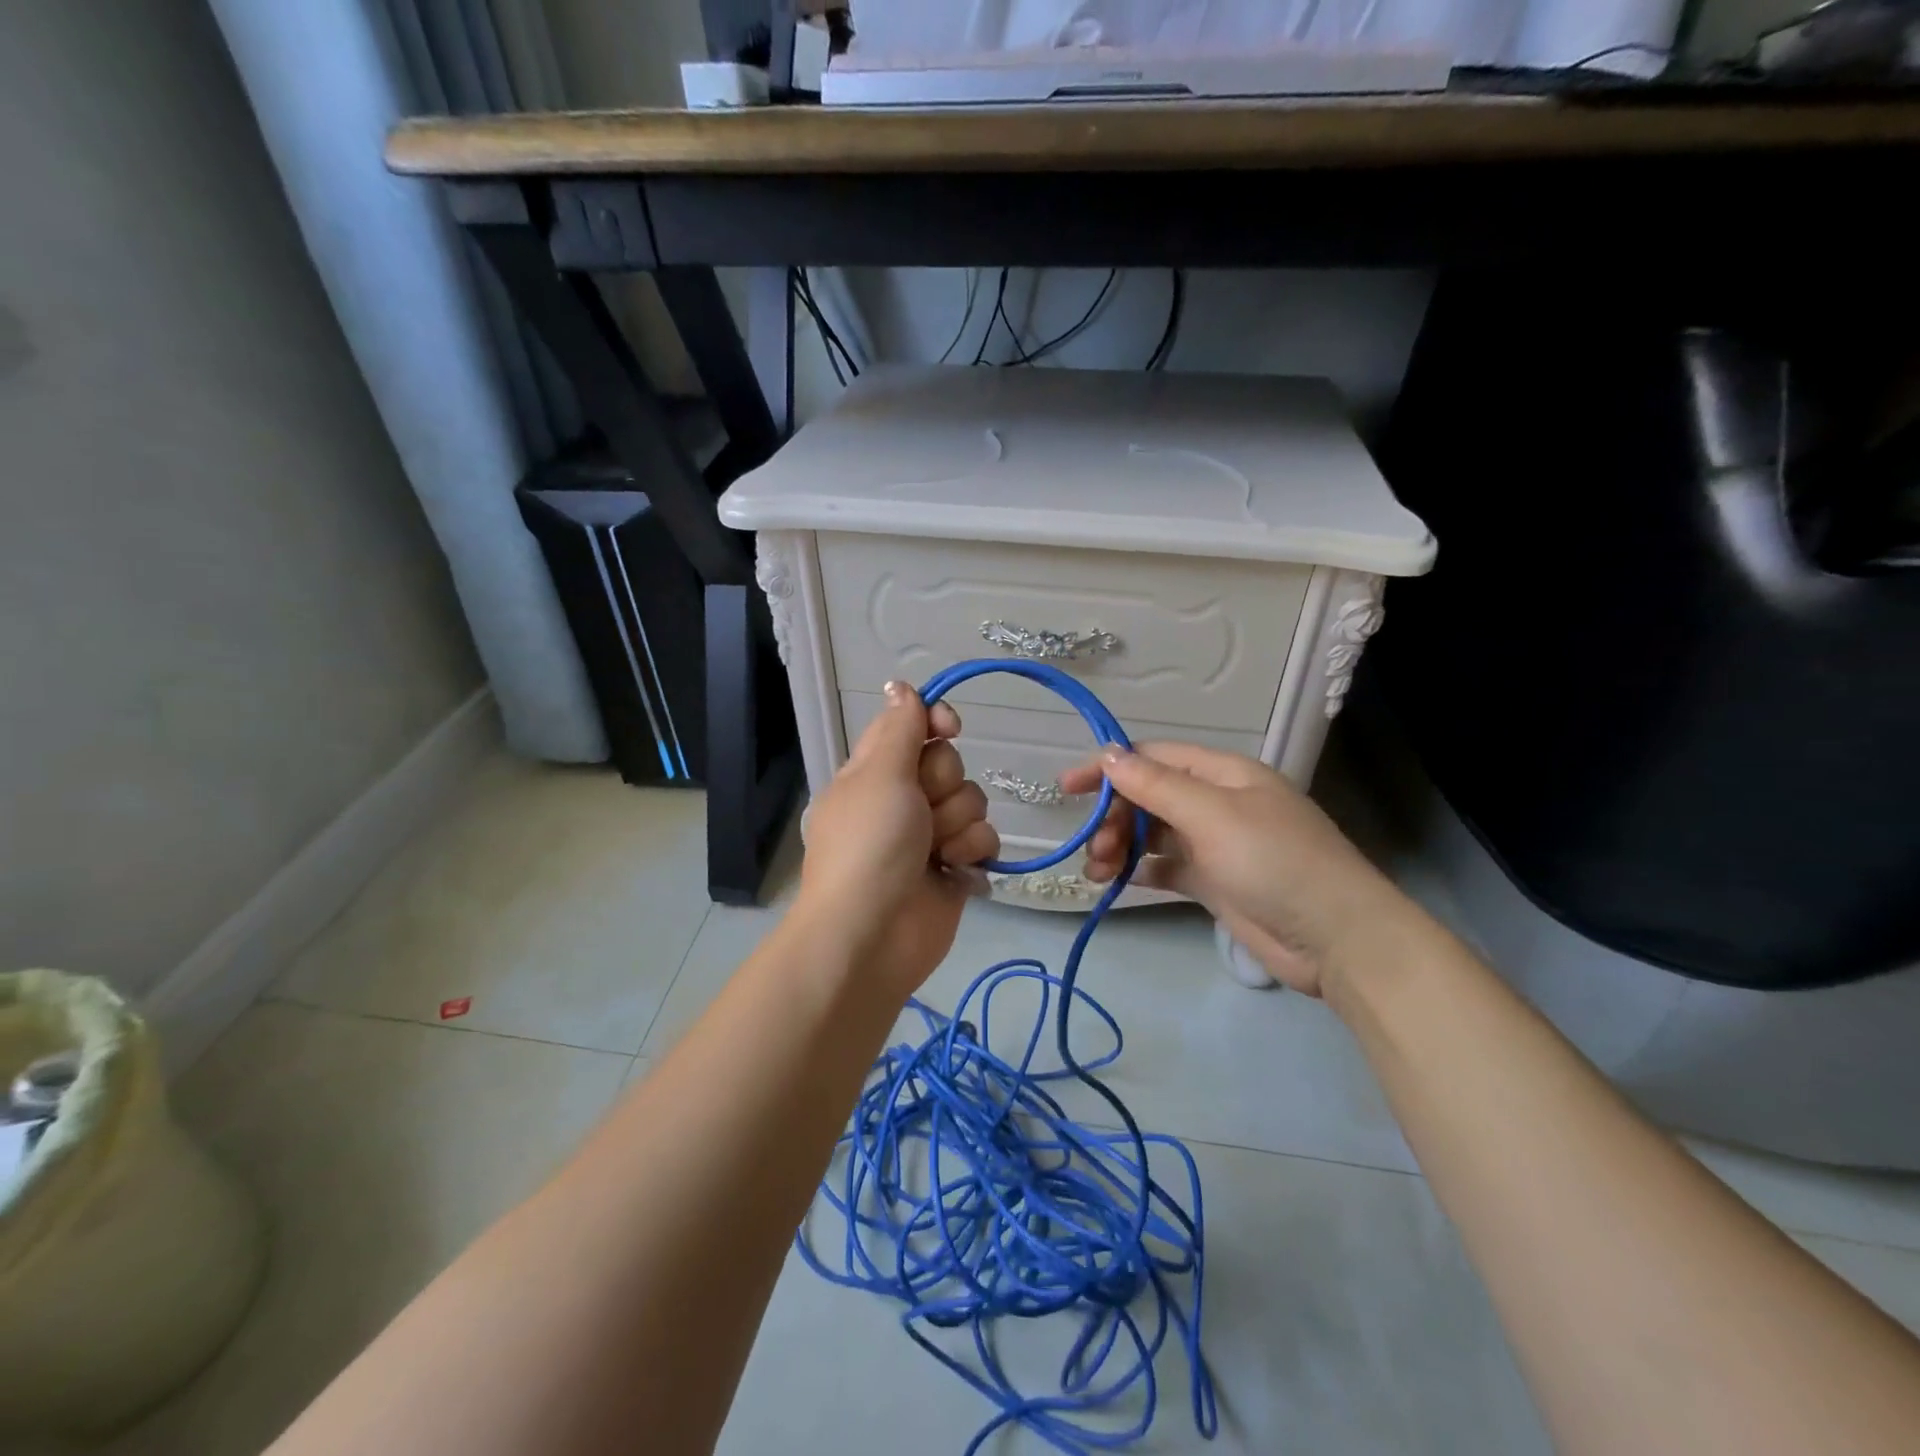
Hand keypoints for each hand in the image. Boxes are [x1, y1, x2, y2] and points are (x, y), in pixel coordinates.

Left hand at [796, 682, 999, 998]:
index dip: (935, 721)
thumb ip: (900, 728)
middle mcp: (902, 799)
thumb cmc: (870, 846)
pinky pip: (984, 840)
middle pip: (949, 763)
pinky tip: (954, 873)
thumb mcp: (878, 775)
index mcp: (874, 772)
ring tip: (935, 853)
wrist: (873, 936)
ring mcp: (930, 835)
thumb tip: (901, 686)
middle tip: (920, 812)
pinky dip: (972, 854)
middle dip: (944, 786)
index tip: (950, 728)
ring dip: (958, 825)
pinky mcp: (955, 868)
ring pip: (973, 801)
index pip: (912, 725)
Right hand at [1058, 743, 1417, 997]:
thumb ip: (1157, 786)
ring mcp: (1216, 843)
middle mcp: (1217, 802)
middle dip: (1115, 818)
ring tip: (1099, 873)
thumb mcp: (1213, 816)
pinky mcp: (1214, 881)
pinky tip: (1118, 881)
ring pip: (1153, 833)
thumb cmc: (1274, 862)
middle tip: (1096, 850)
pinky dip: (1141, 869)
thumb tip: (1109, 755)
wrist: (1336, 939)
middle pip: (1149, 797)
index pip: (1153, 758)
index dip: (1108, 768)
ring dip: (1121, 846)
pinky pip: (1166, 866)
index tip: (1067, 789)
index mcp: (1222, 774)